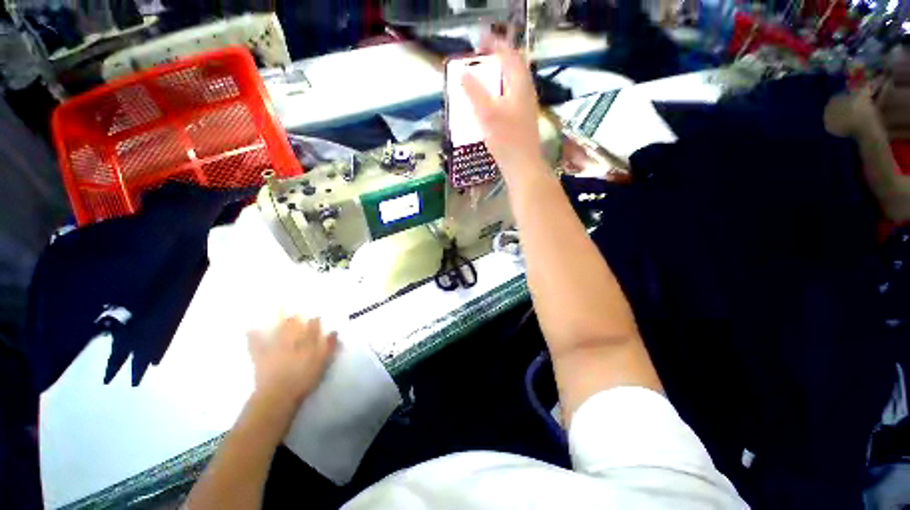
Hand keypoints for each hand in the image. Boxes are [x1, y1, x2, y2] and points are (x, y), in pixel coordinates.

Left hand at [247, 316, 336, 409]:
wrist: (278, 394)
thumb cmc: (304, 379)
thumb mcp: (323, 363)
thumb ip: (329, 346)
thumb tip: (334, 331)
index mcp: (307, 342)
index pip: (313, 327)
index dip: (315, 321)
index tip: (316, 316)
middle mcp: (292, 340)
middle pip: (294, 325)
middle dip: (295, 316)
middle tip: (295, 307)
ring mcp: (275, 347)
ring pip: (277, 330)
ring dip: (277, 319)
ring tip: (276, 307)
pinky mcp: (261, 356)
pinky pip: (256, 343)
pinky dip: (253, 336)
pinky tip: (250, 328)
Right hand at [462, 36, 545, 179]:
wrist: (523, 166)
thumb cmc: (506, 140)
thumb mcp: (487, 114)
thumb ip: (475, 92)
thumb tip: (464, 74)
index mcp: (520, 85)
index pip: (509, 54)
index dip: (495, 45)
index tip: (478, 44)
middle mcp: (526, 91)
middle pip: (512, 68)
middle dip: (495, 61)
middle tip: (478, 63)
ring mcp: (525, 106)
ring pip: (511, 84)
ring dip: (496, 79)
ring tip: (480, 82)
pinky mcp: (521, 120)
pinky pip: (509, 98)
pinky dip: (498, 94)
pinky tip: (488, 106)